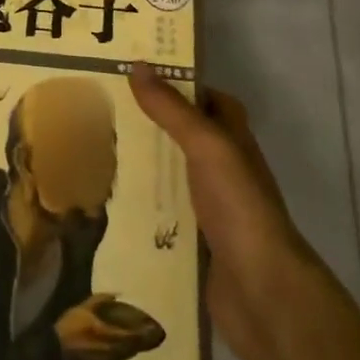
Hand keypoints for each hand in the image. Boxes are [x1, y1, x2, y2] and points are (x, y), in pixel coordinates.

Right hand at [54, 294, 148, 359]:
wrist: (58, 351)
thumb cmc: (69, 325)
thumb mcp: (83, 308)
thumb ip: (100, 300)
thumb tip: (117, 293)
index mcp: (105, 331)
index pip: (129, 334)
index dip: (142, 331)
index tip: (153, 325)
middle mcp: (110, 347)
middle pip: (133, 346)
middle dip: (144, 340)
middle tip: (156, 333)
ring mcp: (108, 358)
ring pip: (129, 353)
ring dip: (139, 346)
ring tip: (148, 338)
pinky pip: (122, 357)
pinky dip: (130, 350)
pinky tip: (132, 345)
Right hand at [128, 62, 315, 359]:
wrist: (262, 294)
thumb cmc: (239, 207)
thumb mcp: (207, 146)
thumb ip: (172, 109)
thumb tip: (138, 66)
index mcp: (234, 140)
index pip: (208, 99)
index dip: (179, 84)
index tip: (136, 73)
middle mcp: (225, 170)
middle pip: (185, 137)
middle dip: (151, 125)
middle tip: (104, 111)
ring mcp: (211, 209)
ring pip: (172, 177)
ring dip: (143, 167)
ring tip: (96, 152)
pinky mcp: (196, 244)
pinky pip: (163, 216)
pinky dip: (141, 209)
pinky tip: (108, 205)